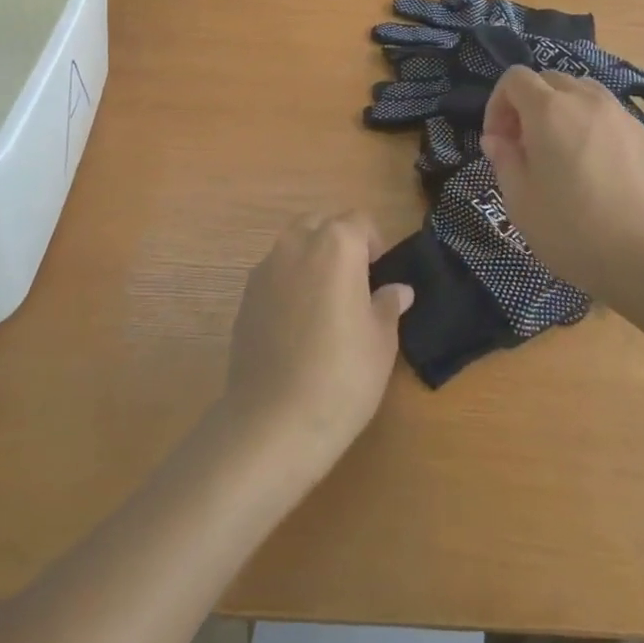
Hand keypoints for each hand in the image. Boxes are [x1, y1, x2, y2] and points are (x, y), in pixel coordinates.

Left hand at [219, 212, 413, 483]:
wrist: (272, 421)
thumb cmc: (341, 375)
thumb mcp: (381, 342)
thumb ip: (388, 306)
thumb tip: (397, 291)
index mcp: (336, 245)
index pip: (359, 221)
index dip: (374, 244)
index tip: (379, 276)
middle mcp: (297, 244)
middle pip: (322, 224)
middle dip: (339, 243)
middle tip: (355, 284)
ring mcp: (266, 268)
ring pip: (294, 245)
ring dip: (312, 259)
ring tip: (325, 304)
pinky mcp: (245, 295)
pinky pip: (275, 273)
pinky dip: (289, 282)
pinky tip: (297, 324)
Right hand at [480, 68, 643, 301]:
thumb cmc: (574, 231)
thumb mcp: (520, 201)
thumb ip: (504, 160)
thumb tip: (498, 139)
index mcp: (550, 110)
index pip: (515, 78)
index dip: (498, 104)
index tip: (499, 141)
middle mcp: (589, 101)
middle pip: (552, 80)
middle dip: (531, 104)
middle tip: (527, 146)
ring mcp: (626, 118)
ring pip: (587, 95)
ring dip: (566, 113)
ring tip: (565, 155)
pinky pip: (615, 121)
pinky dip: (597, 132)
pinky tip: (602, 175)